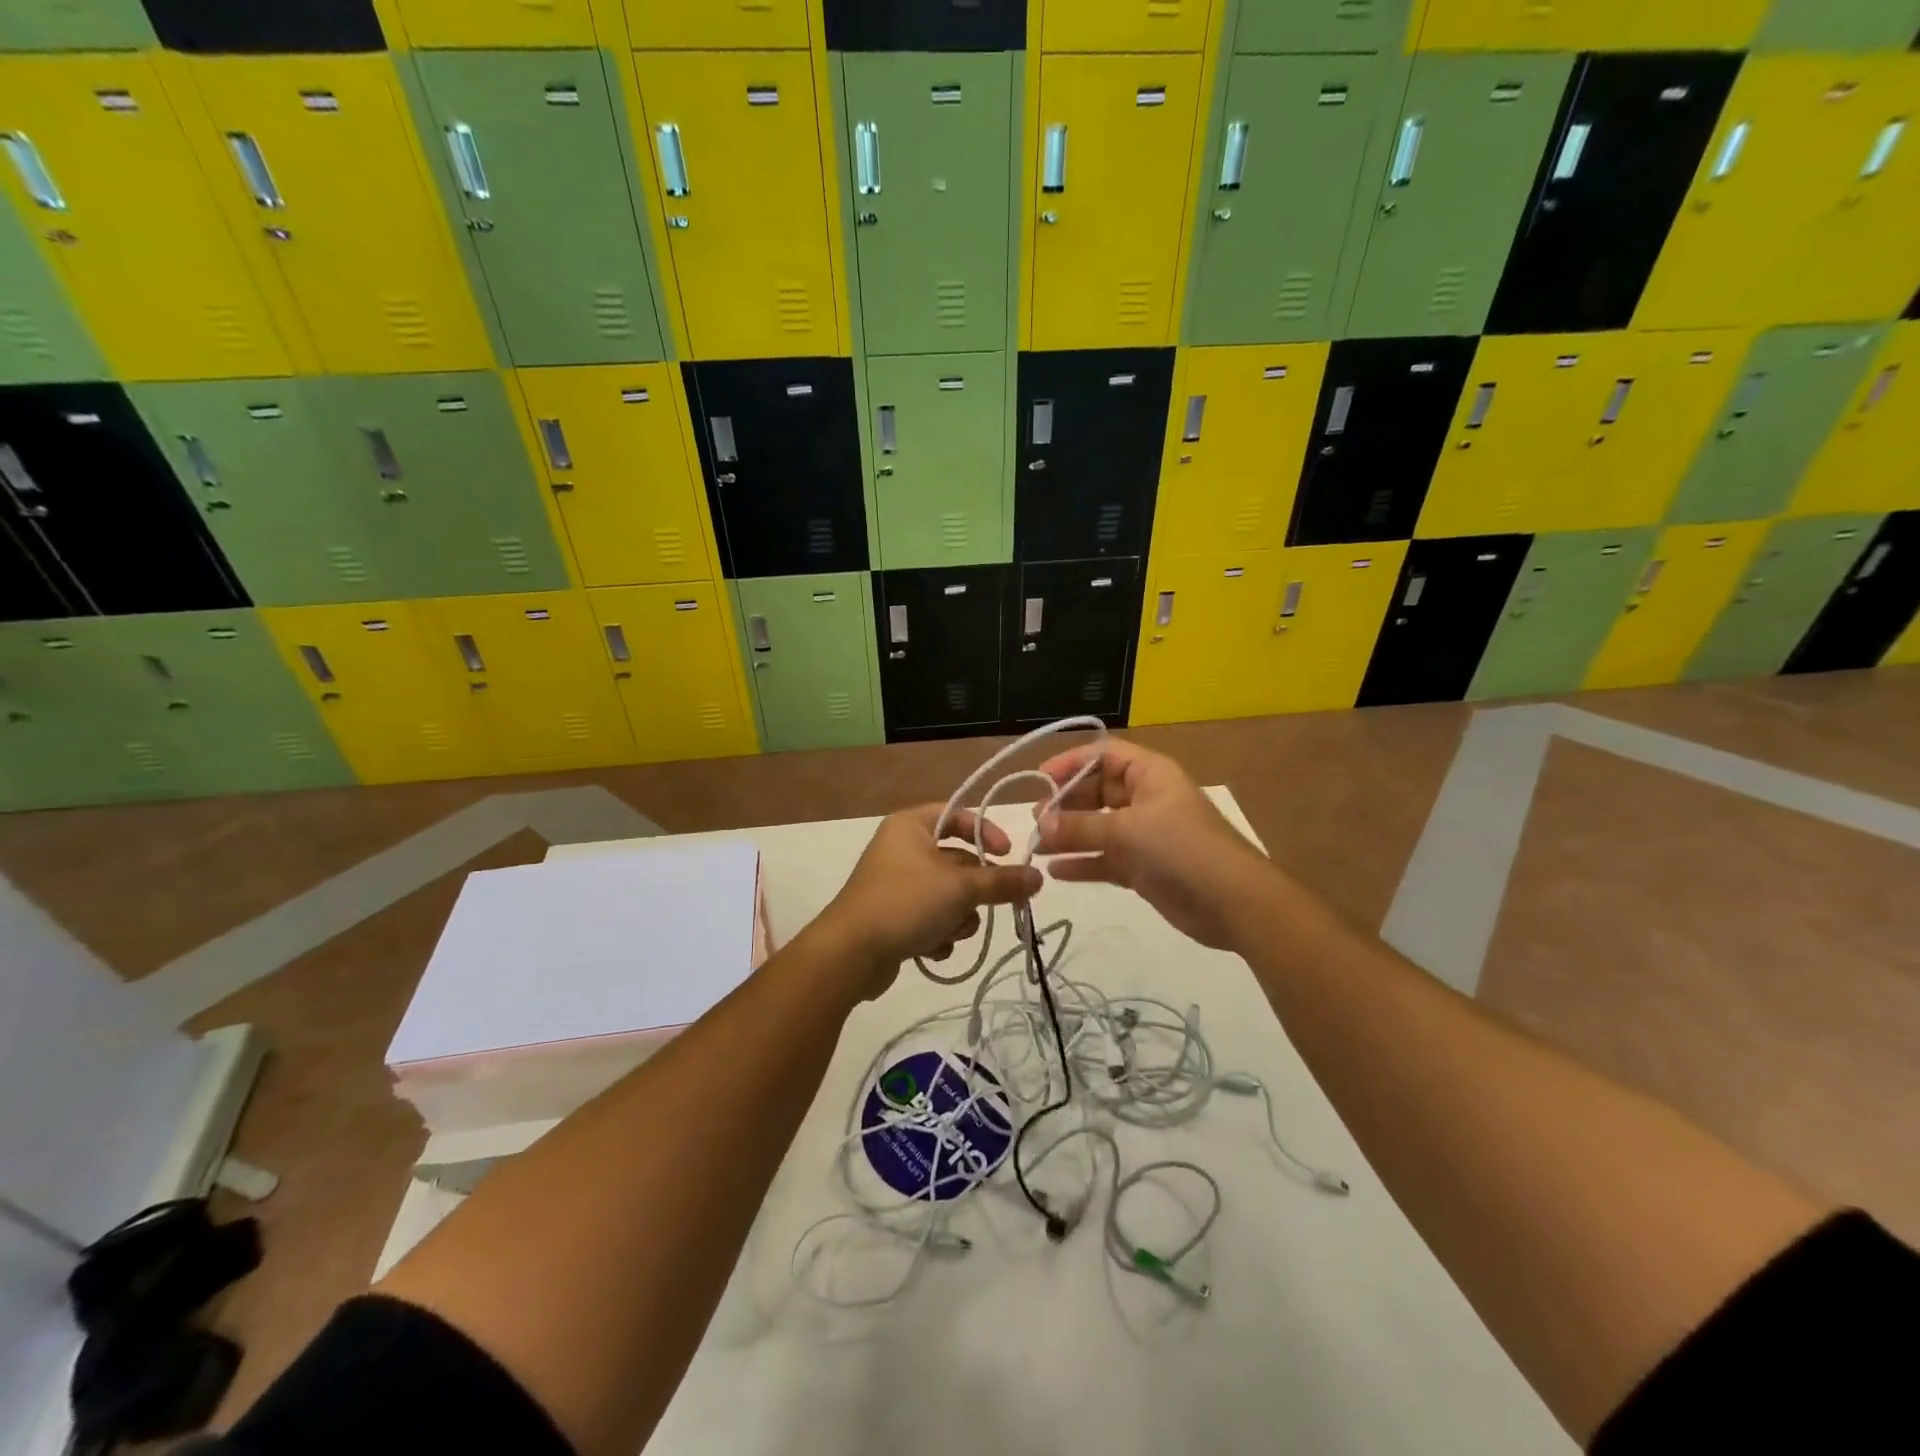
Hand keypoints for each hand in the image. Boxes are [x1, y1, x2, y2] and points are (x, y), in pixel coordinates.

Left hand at [819, 805, 1041, 996]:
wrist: (850, 954)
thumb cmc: (905, 903)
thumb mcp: (960, 888)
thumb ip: (1002, 881)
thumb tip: (1038, 878)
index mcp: (911, 826)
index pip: (958, 816)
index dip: (986, 832)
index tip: (1008, 855)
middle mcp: (902, 849)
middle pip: (957, 861)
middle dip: (973, 890)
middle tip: (990, 905)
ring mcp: (896, 884)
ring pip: (948, 895)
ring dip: (957, 917)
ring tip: (949, 932)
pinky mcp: (894, 917)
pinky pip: (931, 918)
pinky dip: (937, 933)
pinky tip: (931, 948)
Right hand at [1033, 738, 1273, 951]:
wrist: (1233, 903)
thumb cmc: (1182, 848)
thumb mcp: (1127, 831)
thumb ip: (1080, 828)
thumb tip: (1040, 825)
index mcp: (1149, 774)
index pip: (1103, 755)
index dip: (1070, 763)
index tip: (1039, 779)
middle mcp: (1146, 799)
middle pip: (1097, 792)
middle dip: (1065, 804)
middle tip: (1036, 819)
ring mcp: (1145, 835)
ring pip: (1098, 828)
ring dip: (1069, 836)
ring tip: (1036, 846)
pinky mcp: (1144, 868)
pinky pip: (1105, 859)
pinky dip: (1083, 863)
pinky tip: (1056, 872)